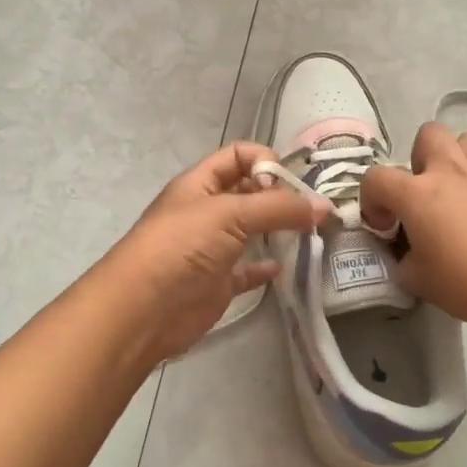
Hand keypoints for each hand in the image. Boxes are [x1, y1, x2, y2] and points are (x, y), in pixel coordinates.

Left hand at [101, 143, 328, 362]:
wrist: (143, 310)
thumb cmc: (181, 248)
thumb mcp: (229, 214)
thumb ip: (277, 208)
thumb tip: (323, 207)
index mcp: (200, 184)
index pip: (237, 156)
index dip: (265, 161)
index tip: (292, 183)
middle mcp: (205, 212)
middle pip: (248, 193)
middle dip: (280, 196)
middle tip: (315, 211)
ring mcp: (211, 249)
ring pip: (251, 232)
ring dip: (278, 231)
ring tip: (313, 235)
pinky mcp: (217, 284)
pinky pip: (247, 271)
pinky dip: (265, 268)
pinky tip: (285, 268)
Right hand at [360, 123, 466, 331]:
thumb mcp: (422, 283)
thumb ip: (406, 263)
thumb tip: (409, 257)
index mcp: (417, 193)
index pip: (375, 178)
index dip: (372, 199)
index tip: (385, 225)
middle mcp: (451, 170)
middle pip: (428, 134)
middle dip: (421, 157)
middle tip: (427, 192)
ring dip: (460, 161)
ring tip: (464, 192)